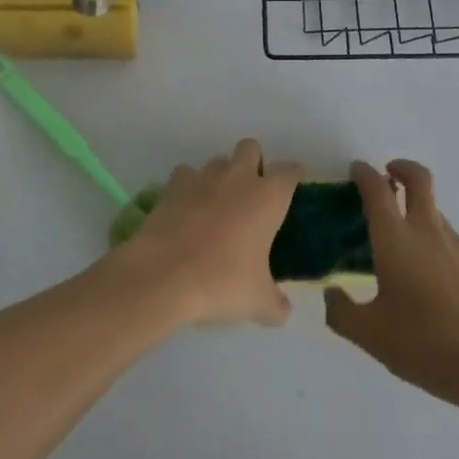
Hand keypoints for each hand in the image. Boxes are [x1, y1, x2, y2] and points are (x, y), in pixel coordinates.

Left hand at [112, 139, 303, 327]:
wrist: (165, 274)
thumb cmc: (222, 281)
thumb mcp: (258, 302)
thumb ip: (276, 304)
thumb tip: (284, 311)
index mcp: (268, 197)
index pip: (289, 171)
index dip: (293, 175)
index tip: (294, 185)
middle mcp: (239, 177)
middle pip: (251, 147)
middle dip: (254, 162)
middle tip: (251, 193)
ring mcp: (203, 177)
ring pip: (218, 160)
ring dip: (221, 175)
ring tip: (217, 204)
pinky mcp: (173, 185)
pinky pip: (186, 175)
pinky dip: (188, 186)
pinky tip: (187, 208)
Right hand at [325, 160, 458, 409]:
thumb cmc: (426, 345)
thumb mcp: (371, 336)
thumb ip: (342, 313)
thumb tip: (331, 294)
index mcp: (396, 240)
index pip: (377, 189)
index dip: (364, 173)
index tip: (356, 170)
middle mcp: (427, 231)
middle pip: (418, 179)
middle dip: (401, 168)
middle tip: (388, 175)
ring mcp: (458, 245)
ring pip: (435, 211)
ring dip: (417, 210)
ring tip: (403, 244)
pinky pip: (450, 241)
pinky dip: (435, 243)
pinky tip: (431, 281)